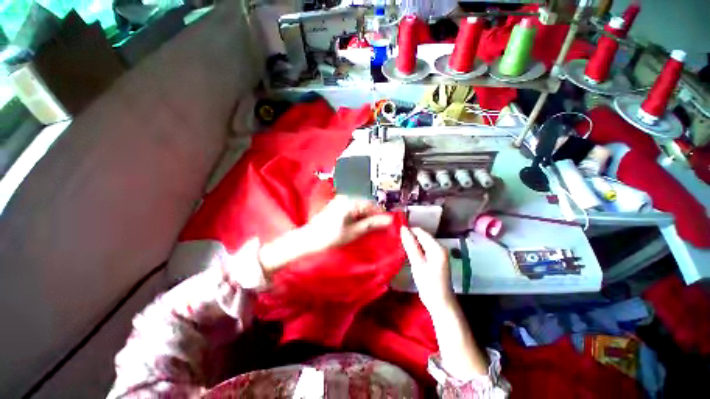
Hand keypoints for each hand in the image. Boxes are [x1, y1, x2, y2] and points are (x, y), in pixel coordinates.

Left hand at [259, 196, 392, 274]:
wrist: (309, 239)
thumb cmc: (331, 236)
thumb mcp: (354, 231)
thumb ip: (372, 224)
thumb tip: (389, 220)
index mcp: (350, 201)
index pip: (372, 205)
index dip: (381, 214)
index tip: (388, 224)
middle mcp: (346, 197)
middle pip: (366, 204)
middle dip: (374, 215)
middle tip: (380, 227)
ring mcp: (341, 200)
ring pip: (360, 206)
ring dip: (366, 216)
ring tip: (370, 227)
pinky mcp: (337, 205)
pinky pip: (353, 207)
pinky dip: (359, 215)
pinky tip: (360, 223)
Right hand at [400, 227, 454, 312]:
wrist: (440, 303)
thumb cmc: (429, 284)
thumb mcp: (417, 263)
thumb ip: (410, 245)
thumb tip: (403, 229)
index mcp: (437, 247)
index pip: (420, 231)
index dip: (408, 231)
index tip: (395, 233)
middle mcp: (439, 248)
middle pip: (421, 236)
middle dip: (409, 237)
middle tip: (395, 240)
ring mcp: (437, 254)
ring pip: (421, 243)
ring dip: (411, 243)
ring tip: (398, 245)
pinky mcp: (434, 260)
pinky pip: (423, 249)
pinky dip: (415, 249)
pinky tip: (406, 253)